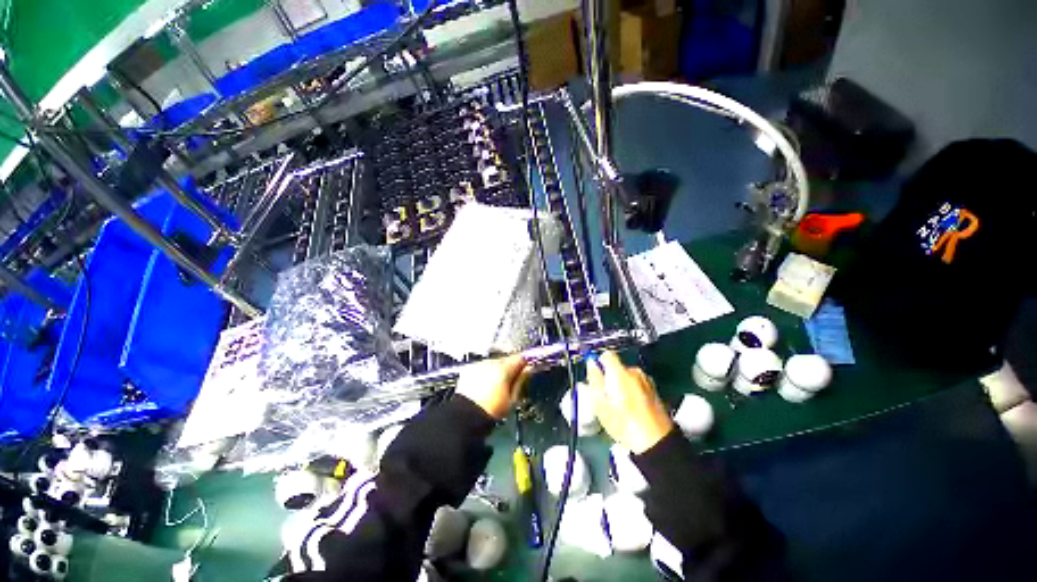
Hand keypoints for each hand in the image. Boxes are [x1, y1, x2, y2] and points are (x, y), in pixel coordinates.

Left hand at [456, 354, 531, 419]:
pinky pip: (483, 367)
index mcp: (504, 369)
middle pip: (506, 359)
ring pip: (494, 362)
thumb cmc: (492, 410)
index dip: (527, 360)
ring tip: (499, 382)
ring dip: (498, 368)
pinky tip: (487, 383)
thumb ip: (521, 380)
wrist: (465, 417)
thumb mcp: (512, 399)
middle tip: (515, 376)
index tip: (531, 364)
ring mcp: (479, 364)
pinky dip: (487, 372)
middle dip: (511, 366)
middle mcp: (491, 362)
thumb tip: (528, 369)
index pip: (520, 358)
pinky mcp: (469, 369)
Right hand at [586, 351, 672, 453]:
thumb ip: (594, 380)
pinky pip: (636, 383)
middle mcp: (634, 371)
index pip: (606, 354)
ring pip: (626, 375)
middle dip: (609, 376)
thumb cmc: (624, 424)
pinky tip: (630, 407)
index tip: (595, 376)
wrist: (656, 443)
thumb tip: (591, 364)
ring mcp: (646, 380)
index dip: (598, 363)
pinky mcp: (654, 390)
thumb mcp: (600, 404)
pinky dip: (631, 390)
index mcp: (620, 372)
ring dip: (620, 384)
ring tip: (618, 405)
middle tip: (605, 396)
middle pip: (616, 366)